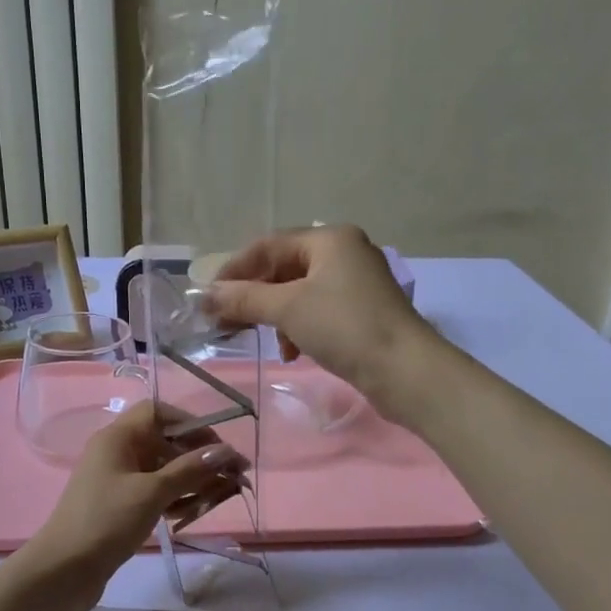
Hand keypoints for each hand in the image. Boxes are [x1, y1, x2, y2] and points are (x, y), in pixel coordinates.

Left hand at [22, 402, 245, 610]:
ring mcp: (117, 481)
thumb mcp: (152, 492)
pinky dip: (176, 499)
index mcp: (118, 438)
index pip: (158, 412)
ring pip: (162, 470)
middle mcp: (117, 453)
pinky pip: (154, 493)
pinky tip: (196, 511)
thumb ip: (191, 470)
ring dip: (193, 480)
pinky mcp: (120, 507)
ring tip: (225, 495)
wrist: (63, 571)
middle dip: (199, 456)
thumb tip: (226, 451)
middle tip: (233, 476)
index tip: (217, 445)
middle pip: (165, 442)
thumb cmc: (106, 521)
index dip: (190, 423)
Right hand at [204, 225, 435, 417]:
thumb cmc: (344, 328)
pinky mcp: (361, 314)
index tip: (208, 296)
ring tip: (261, 340)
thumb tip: (206, 295)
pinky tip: (293, 352)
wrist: (404, 370)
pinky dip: (298, 328)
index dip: (234, 269)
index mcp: (329, 239)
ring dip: (275, 316)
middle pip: (283, 269)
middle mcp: (344, 253)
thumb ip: (245, 298)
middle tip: (225, 321)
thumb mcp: (288, 309)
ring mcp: (355, 284)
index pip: (268, 245)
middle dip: (253, 296)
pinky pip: (317, 312)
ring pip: (299, 293)